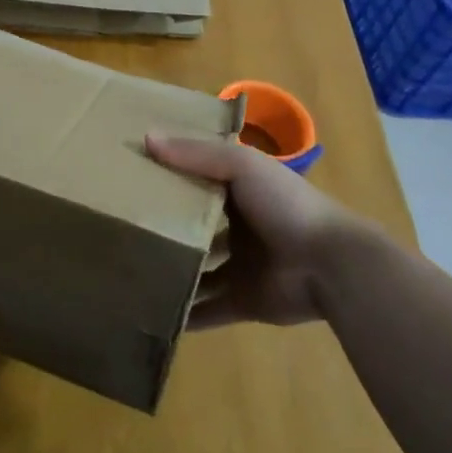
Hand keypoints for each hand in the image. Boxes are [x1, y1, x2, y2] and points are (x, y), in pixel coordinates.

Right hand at [145, 133, 367, 329]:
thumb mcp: (242, 166)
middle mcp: (238, 226)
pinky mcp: (243, 301)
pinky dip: (185, 314)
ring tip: (128, 271)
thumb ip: (195, 154)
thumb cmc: (286, 206)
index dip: (168, 177)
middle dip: (165, 227)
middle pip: (194, 226)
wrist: (331, 264)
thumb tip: (146, 138)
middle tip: (120, 228)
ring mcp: (240, 266)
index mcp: (240, 190)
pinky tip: (152, 313)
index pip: (198, 180)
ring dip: (171, 271)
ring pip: (197, 269)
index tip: (129, 176)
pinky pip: (208, 309)